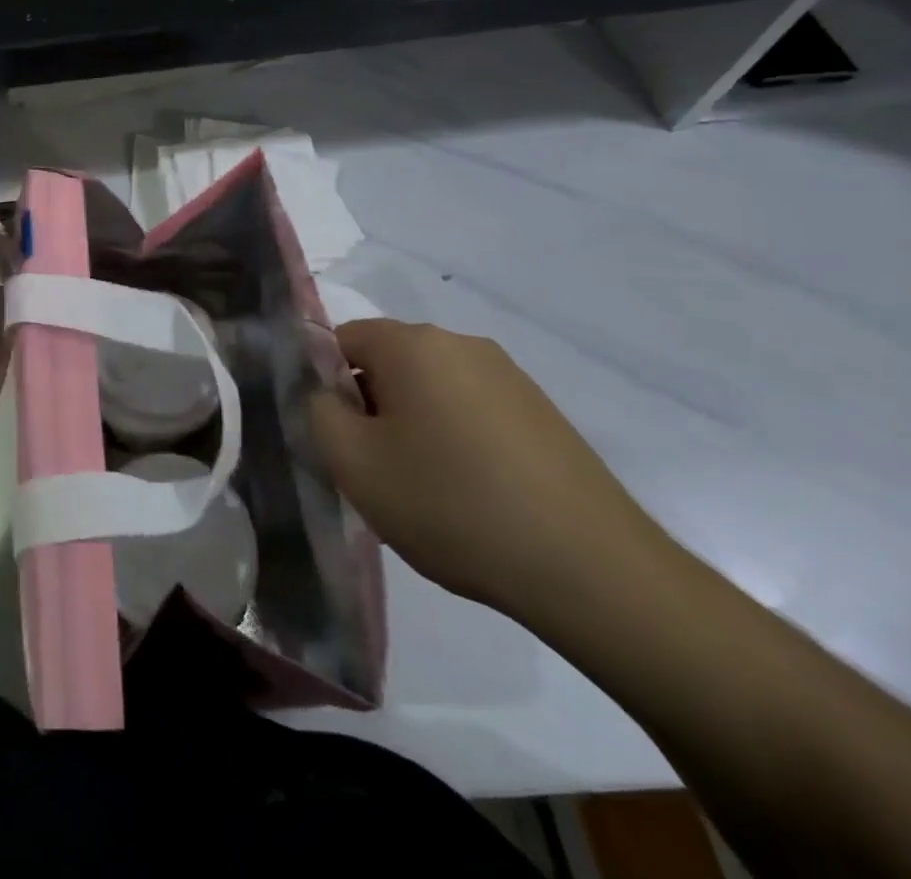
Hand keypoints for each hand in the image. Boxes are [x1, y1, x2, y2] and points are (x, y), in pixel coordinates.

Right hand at [308, 319, 671, 621]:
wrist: (592, 571)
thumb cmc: (452, 505)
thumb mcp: (353, 464)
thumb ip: (319, 412)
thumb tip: (330, 395)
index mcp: (412, 343)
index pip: (341, 340)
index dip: (327, 385)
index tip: (341, 438)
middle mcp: (462, 344)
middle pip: (388, 362)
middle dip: (372, 406)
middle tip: (378, 468)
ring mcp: (510, 377)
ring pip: (431, 388)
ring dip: (414, 425)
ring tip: (427, 489)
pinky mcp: (543, 413)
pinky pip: (473, 411)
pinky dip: (457, 440)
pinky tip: (473, 495)